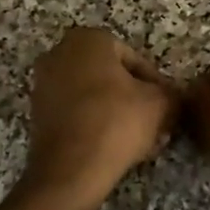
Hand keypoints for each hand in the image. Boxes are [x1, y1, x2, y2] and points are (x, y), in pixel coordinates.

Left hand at [25, 27, 178, 198]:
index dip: (155, 84)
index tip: (166, 106)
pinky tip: (115, 147)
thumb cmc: (116, 122)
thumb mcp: (160, 104)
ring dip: (117, 114)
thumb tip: (173, 97)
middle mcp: (59, 54)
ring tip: (140, 140)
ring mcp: (43, 84)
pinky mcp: (37, 114)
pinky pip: (76, 113)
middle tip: (155, 123)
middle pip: (111, 77)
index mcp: (88, 39)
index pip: (133, 58)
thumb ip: (171, 93)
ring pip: (94, 96)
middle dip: (134, 99)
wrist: (70, 170)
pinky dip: (95, 124)